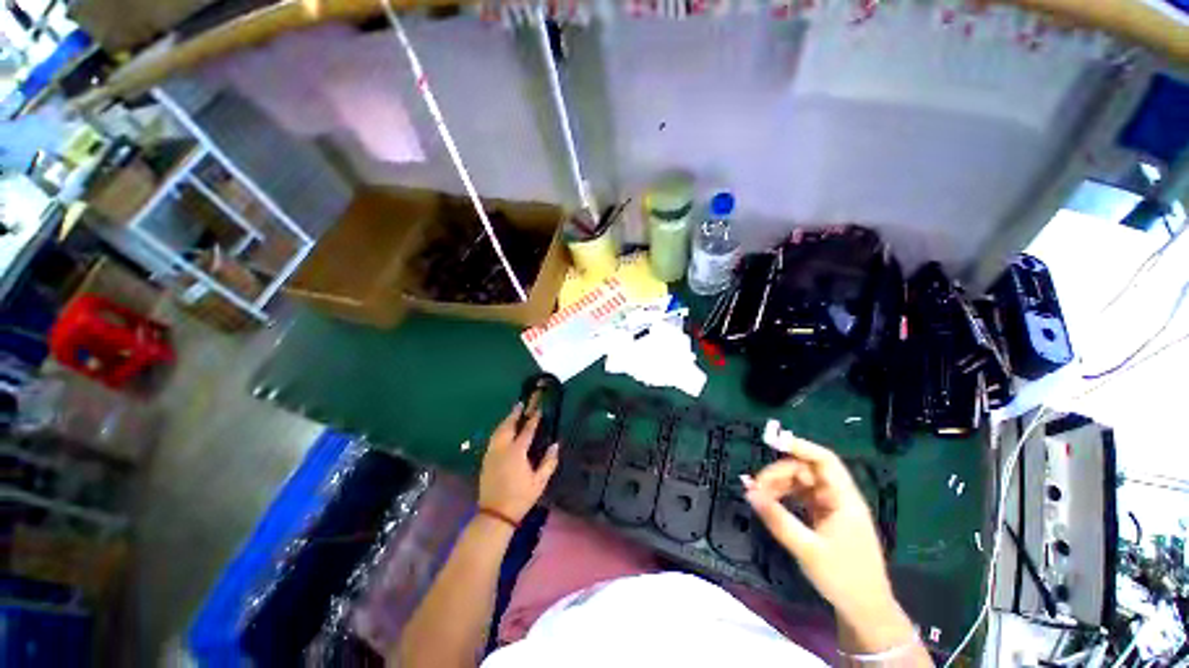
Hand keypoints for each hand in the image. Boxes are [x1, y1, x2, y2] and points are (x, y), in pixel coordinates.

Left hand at [478, 403, 559, 522]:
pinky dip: (499, 430)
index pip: (527, 430)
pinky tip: (502, 431)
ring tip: (512, 413)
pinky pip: (493, 439)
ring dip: (505, 420)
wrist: (495, 514)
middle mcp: (502, 449)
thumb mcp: (539, 482)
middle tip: (521, 404)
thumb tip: (555, 445)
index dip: (533, 419)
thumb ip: (549, 462)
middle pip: (508, 426)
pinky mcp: (486, 460)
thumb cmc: (520, 497)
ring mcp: (492, 454)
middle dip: (515, 414)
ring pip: (498, 431)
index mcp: (517, 452)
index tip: (538, 409)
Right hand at [743, 436, 896, 622]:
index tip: (771, 441)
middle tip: (755, 487)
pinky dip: (784, 496)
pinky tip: (769, 502)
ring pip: (801, 483)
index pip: (824, 460)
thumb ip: (777, 518)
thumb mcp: (807, 549)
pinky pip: (800, 497)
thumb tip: (749, 492)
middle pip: (806, 470)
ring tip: (758, 496)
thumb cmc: (843, 578)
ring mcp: (831, 508)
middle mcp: (838, 498)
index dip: (800, 446)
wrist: (865, 611)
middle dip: (779, 473)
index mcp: (844, 499)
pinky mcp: (824, 518)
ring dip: (778, 484)